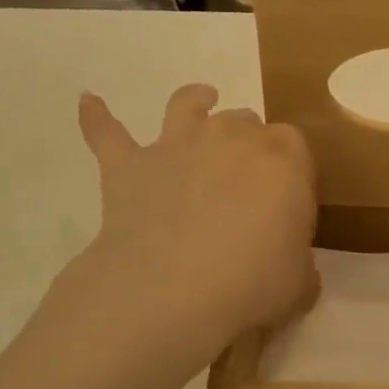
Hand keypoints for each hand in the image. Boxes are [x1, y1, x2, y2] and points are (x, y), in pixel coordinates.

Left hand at [71, 84, 318, 361]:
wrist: (172, 289)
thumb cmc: (252, 283)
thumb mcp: (299, 283)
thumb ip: (300, 266)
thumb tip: (294, 270)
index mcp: (284, 158)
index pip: (295, 148)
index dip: (292, 173)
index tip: (287, 203)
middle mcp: (232, 136)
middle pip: (247, 123)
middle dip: (249, 144)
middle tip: (245, 180)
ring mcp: (178, 145)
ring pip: (188, 106)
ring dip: (195, 101)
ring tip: (200, 99)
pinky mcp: (130, 165)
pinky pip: (108, 133)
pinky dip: (98, 118)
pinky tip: (88, 102)